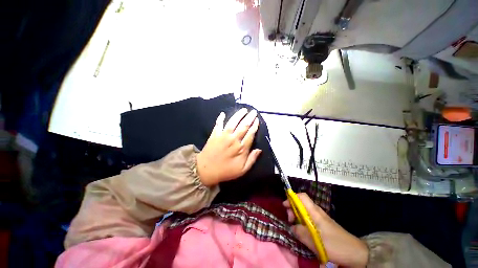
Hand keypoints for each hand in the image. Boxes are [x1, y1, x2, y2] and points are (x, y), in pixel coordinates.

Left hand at [196, 108, 261, 186]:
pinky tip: (223, 113)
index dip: (255, 126)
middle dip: (250, 118)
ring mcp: (223, 136)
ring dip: (238, 115)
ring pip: (233, 122)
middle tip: (253, 112)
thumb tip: (259, 150)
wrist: (206, 170)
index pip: (250, 134)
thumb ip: (252, 159)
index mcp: (241, 148)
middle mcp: (233, 139)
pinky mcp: (215, 135)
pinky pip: (218, 124)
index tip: (257, 120)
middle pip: (243, 126)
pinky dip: (220, 118)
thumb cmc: (226, 171)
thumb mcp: (242, 170)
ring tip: (243, 110)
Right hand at [283, 193, 368, 267]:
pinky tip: (303, 230)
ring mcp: (321, 218)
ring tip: (295, 227)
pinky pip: (309, 218)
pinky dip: (303, 221)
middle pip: (301, 203)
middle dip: (293, 208)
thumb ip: (301, 233)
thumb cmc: (335, 245)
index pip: (302, 197)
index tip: (285, 205)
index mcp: (315, 212)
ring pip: (305, 211)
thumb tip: (292, 227)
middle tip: (290, 220)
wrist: (355, 253)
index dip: (292, 198)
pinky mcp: (323, 225)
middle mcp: (317, 212)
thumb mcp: (315, 242)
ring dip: (297, 216)